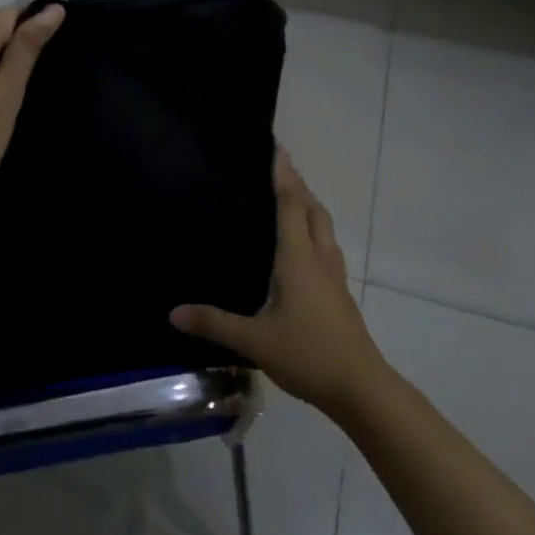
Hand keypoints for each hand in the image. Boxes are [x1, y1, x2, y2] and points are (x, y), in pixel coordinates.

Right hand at [171, 149, 391, 418]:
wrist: (361, 388)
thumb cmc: (308, 354)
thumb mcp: (254, 340)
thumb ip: (214, 324)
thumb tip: (173, 312)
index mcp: (298, 258)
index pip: (290, 204)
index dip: (282, 175)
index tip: (278, 146)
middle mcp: (319, 258)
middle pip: (313, 209)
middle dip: (299, 185)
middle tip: (280, 168)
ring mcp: (334, 276)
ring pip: (324, 227)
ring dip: (310, 206)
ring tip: (293, 199)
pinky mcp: (341, 294)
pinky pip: (327, 247)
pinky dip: (315, 232)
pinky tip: (305, 249)